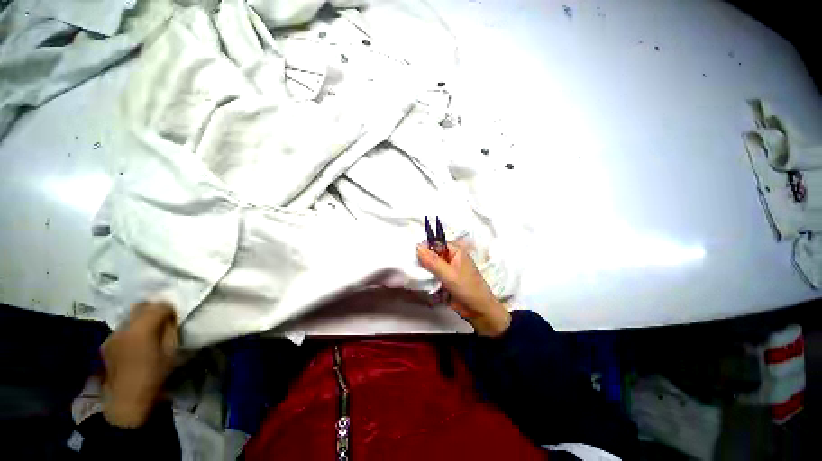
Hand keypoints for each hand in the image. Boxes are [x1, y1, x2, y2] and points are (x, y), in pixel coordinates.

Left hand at [101, 302, 178, 427]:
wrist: (126, 401)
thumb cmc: (154, 376)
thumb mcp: (170, 352)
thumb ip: (170, 330)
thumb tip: (170, 318)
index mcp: (141, 329)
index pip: (159, 305)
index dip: (170, 308)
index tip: (176, 316)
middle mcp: (123, 327)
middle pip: (141, 306)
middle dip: (154, 309)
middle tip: (164, 319)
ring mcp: (111, 335)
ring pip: (130, 317)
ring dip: (141, 319)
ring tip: (150, 331)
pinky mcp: (105, 344)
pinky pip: (122, 329)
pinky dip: (131, 330)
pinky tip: (136, 343)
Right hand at [417, 242, 510, 336]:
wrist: (478, 311)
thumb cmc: (468, 289)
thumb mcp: (449, 274)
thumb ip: (433, 261)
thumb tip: (418, 246)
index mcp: (455, 251)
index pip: (435, 243)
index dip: (424, 247)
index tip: (411, 254)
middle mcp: (450, 258)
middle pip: (431, 254)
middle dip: (421, 260)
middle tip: (410, 265)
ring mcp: (446, 269)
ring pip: (429, 265)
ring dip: (423, 270)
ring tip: (412, 274)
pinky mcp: (443, 280)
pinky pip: (431, 275)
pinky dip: (426, 278)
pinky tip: (419, 281)